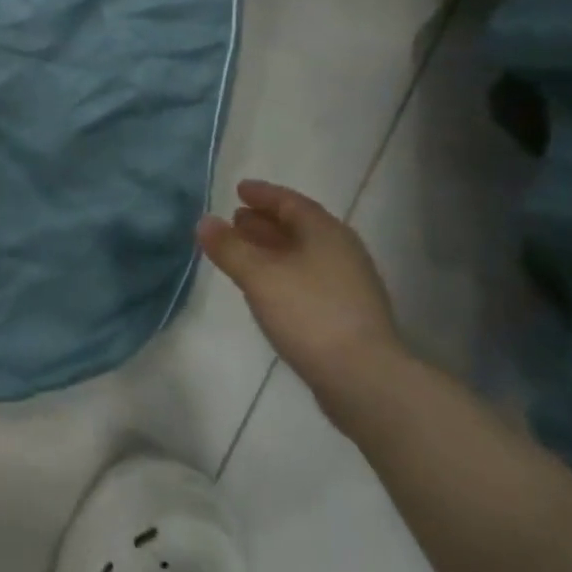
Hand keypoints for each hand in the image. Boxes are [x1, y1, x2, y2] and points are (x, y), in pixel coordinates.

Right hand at [199, 179, 406, 418]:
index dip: (262, 194)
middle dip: (265, 222)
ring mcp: (350, 285)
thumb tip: (204, 221)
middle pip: (299, 227)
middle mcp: (342, 251)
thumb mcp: (259, 276)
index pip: (290, 201)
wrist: (366, 381)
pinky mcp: (349, 315)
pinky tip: (268, 289)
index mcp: (325, 232)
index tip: (238, 190)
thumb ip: (229, 248)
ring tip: (244, 253)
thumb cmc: (310, 314)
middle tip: (236, 220)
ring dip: (273, 249)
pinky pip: (310, 279)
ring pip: (304, 255)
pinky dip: (284, 273)